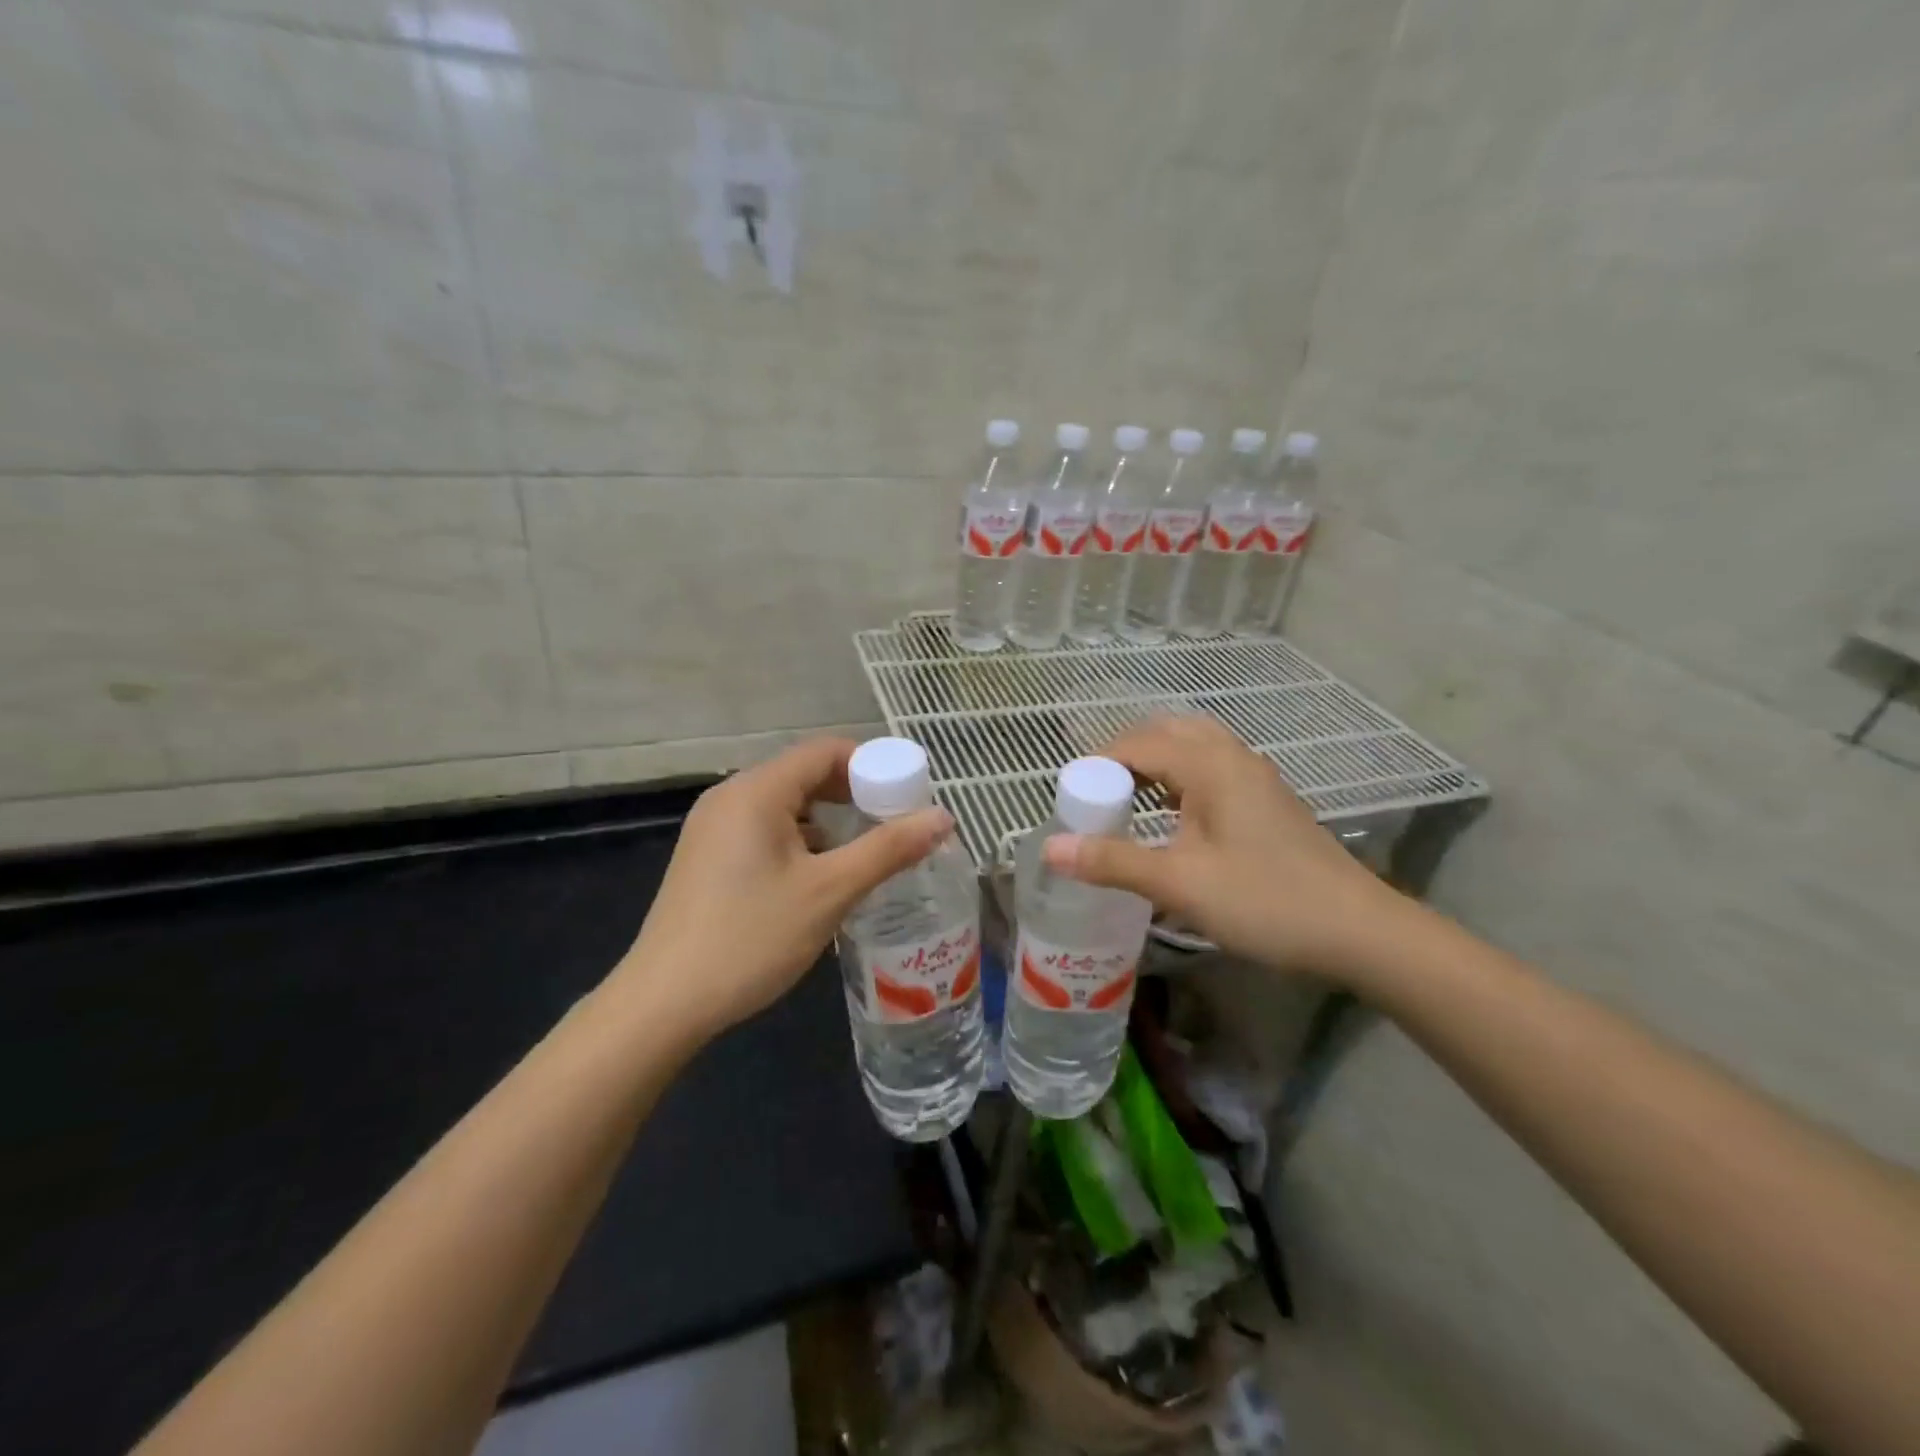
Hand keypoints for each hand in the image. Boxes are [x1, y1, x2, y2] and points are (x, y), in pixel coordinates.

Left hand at [615, 737, 953, 1039]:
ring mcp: (713, 828)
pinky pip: (765, 829)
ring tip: (867, 853)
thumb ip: (888, 849)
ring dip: (829, 820)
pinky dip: (801, 840)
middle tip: (895, 827)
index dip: (873, 766)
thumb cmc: (751, 938)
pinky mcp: (707, 857)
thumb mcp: (830, 892)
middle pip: (805, 774)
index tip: (908, 797)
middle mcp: (730, 797)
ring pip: (786, 805)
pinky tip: (822, 875)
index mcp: (756, 791)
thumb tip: (943, 817)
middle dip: (854, 795)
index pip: (825, 752)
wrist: (664, 1003)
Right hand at [1042, 715, 1409, 980]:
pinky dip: (1178, 779)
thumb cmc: (1266, 901)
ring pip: (1192, 749)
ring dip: (1153, 765)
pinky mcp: (1266, 801)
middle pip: (1166, 733)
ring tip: (1126, 802)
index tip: (1070, 798)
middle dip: (1124, 756)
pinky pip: (1210, 770)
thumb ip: (1113, 862)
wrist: (1359, 931)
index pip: (1137, 744)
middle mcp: (1232, 757)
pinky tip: (1171, 819)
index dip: (1097, 765)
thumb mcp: (1180, 884)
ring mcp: (1255, 778)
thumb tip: (1050, 849)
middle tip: (1096, 795)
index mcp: (1210, 764)